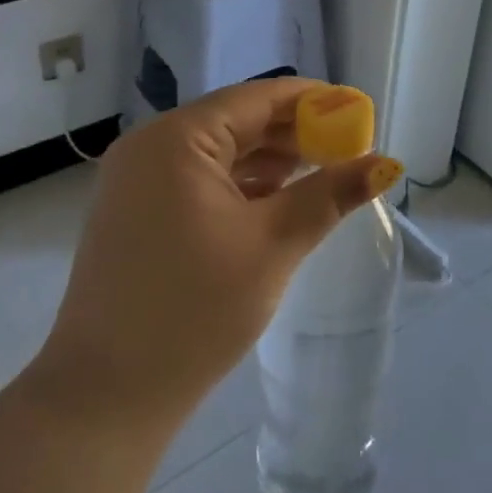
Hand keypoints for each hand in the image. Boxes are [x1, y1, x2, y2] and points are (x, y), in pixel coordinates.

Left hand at [29, 79, 403, 433]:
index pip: (257, 98)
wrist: (107, 394)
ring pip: (219, 153)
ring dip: (271, 160)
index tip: (359, 115)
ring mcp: (137, 182)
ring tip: (323, 174)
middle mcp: (150, 148)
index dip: (313, 102)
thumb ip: (329, 195)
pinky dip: (241, 185)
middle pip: (237, 121)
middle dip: (295, 133)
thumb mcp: (272, 246)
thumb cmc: (193, 310)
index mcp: (176, 140)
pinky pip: (200, 181)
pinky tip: (278, 201)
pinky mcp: (138, 214)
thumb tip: (385, 163)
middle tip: (349, 150)